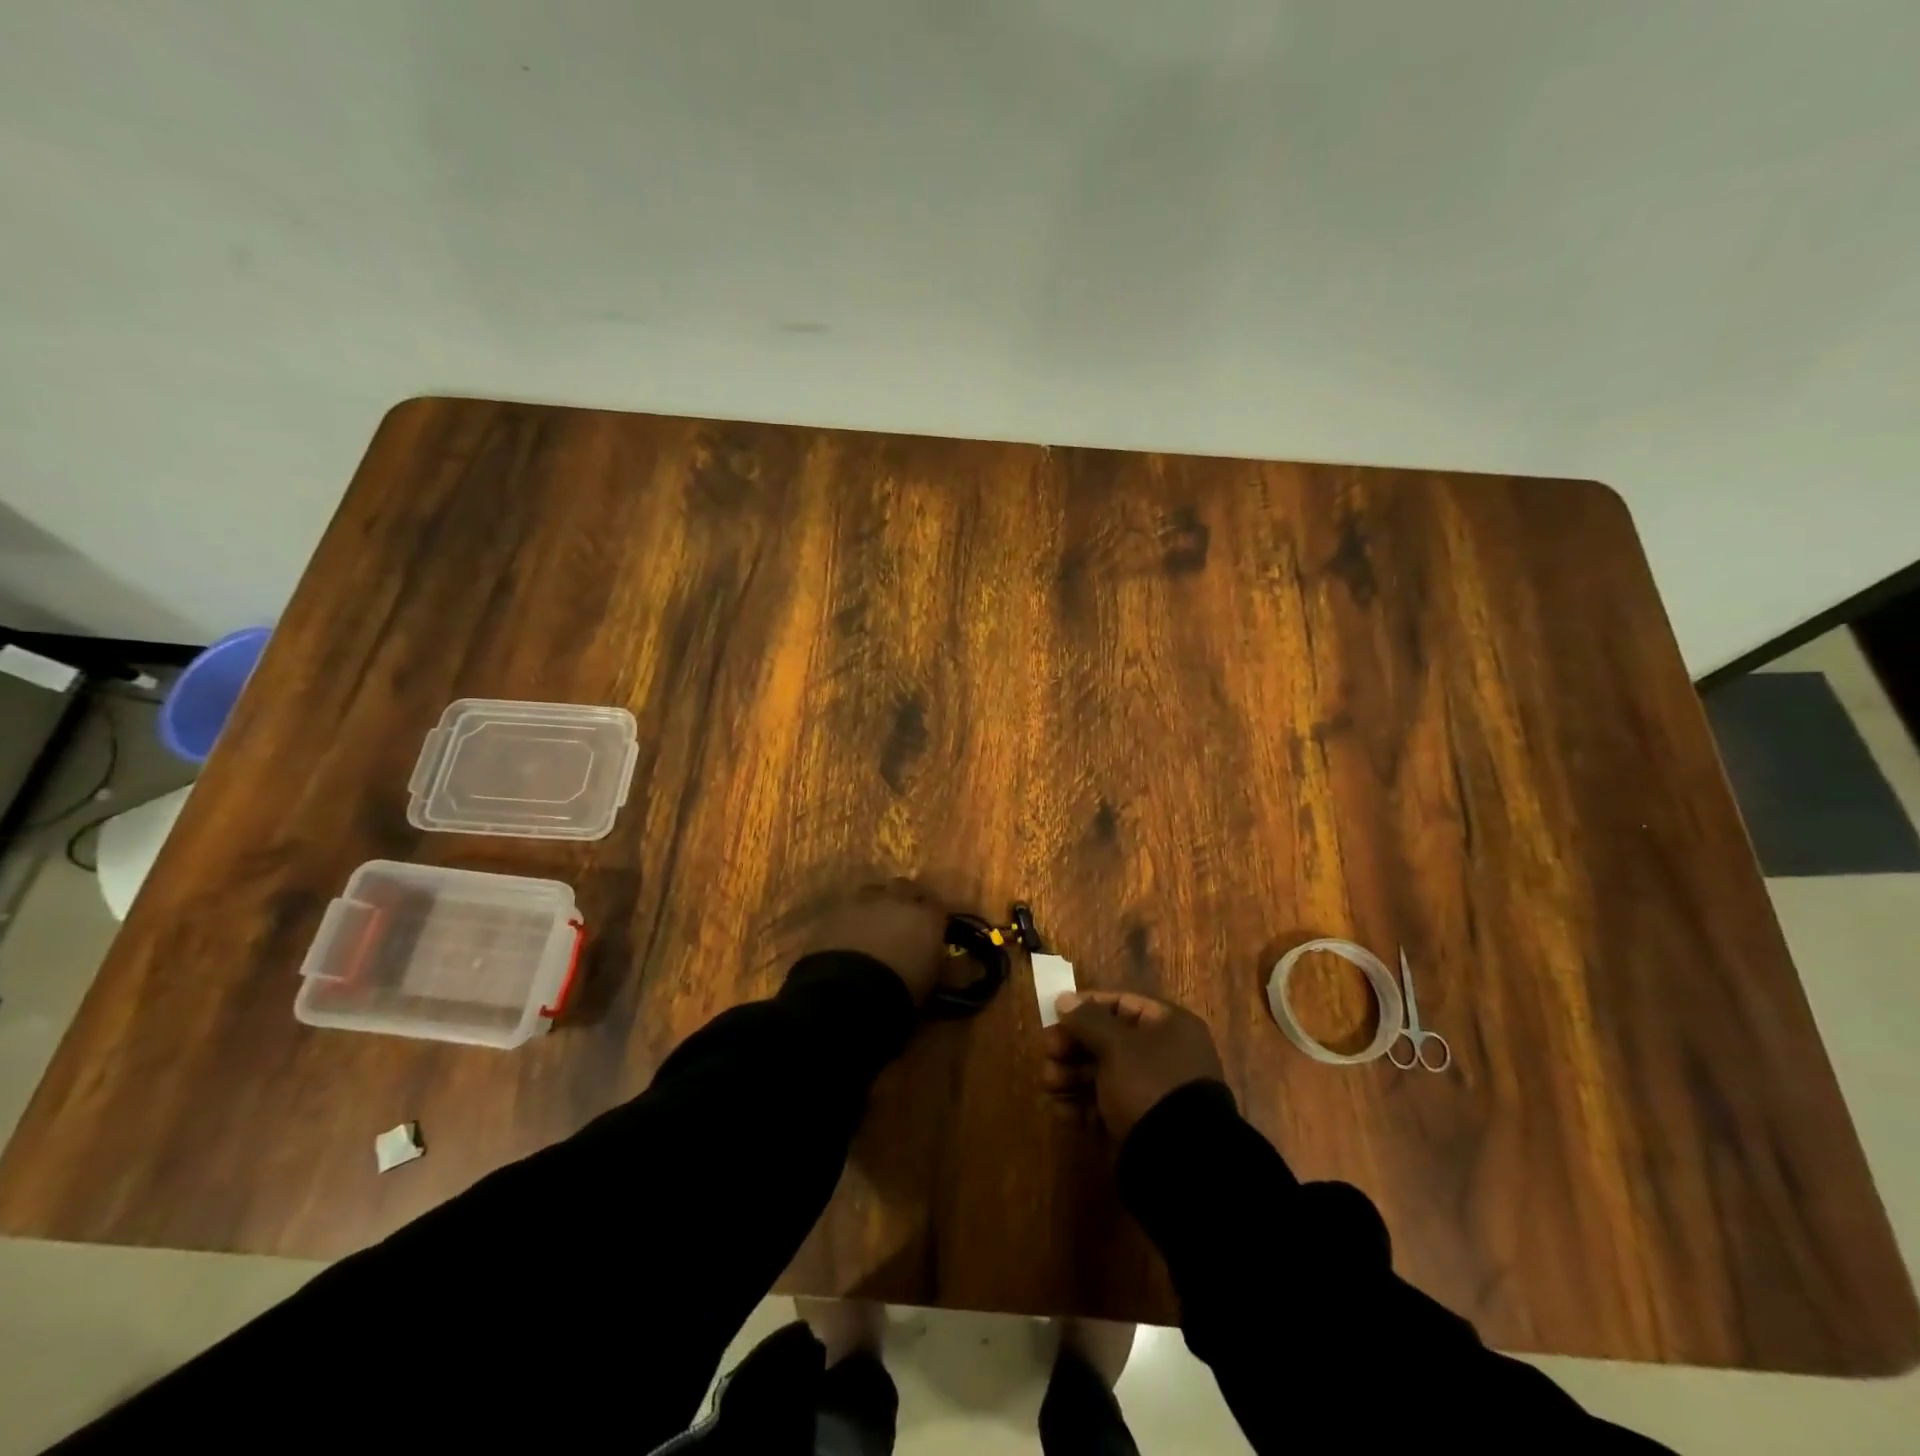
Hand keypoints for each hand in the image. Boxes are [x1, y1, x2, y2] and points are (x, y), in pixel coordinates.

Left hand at [804, 880, 949, 1005]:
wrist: (848, 992)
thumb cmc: (900, 992)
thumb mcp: (930, 982)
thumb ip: (937, 963)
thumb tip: (937, 959)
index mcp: (927, 916)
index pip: (938, 907)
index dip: (934, 918)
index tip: (932, 931)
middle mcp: (897, 900)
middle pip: (905, 888)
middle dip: (905, 900)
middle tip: (903, 922)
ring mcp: (863, 902)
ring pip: (874, 892)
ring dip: (876, 905)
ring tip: (874, 925)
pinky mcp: (833, 911)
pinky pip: (847, 908)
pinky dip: (851, 918)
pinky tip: (848, 935)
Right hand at [1041, 990, 1224, 1139]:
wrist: (1178, 1162)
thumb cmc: (1148, 1085)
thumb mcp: (1116, 1045)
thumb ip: (1086, 1019)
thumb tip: (1064, 999)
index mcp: (1169, 1027)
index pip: (1122, 1004)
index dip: (1086, 1006)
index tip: (1056, 1014)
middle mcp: (1162, 1056)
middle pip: (1107, 1040)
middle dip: (1072, 1046)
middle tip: (1048, 1052)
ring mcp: (1150, 1093)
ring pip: (1101, 1074)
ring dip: (1069, 1075)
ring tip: (1048, 1083)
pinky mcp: (1137, 1125)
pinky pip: (1103, 1107)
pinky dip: (1079, 1106)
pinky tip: (1059, 1109)